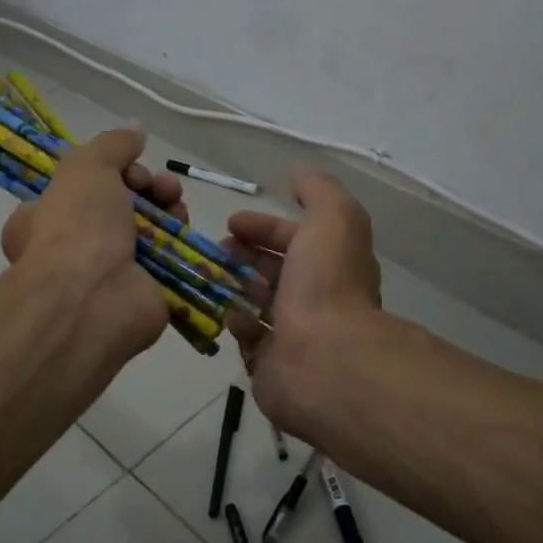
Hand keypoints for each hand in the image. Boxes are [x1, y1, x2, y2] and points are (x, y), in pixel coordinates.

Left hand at [0, 128, 188, 360]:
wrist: (92, 299)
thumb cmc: (76, 227)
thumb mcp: (86, 167)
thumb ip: (112, 144)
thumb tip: (135, 128)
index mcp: (42, 219)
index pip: (80, 187)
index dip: (111, 170)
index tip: (129, 165)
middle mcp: (72, 248)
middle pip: (120, 204)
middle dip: (145, 186)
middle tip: (158, 185)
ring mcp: (108, 274)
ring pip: (146, 229)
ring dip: (166, 207)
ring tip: (174, 200)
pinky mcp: (142, 292)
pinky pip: (165, 258)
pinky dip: (178, 239)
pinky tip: (184, 226)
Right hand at [226, 173, 382, 433]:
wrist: (324, 358)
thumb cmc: (326, 284)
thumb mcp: (333, 218)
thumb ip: (318, 191)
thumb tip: (299, 175)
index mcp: (333, 264)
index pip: (297, 239)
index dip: (265, 226)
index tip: (231, 222)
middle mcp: (318, 299)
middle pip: (275, 271)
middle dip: (244, 255)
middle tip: (214, 250)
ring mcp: (296, 335)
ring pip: (259, 304)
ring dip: (235, 287)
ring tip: (210, 278)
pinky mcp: (274, 367)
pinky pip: (250, 340)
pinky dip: (238, 324)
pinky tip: (230, 315)